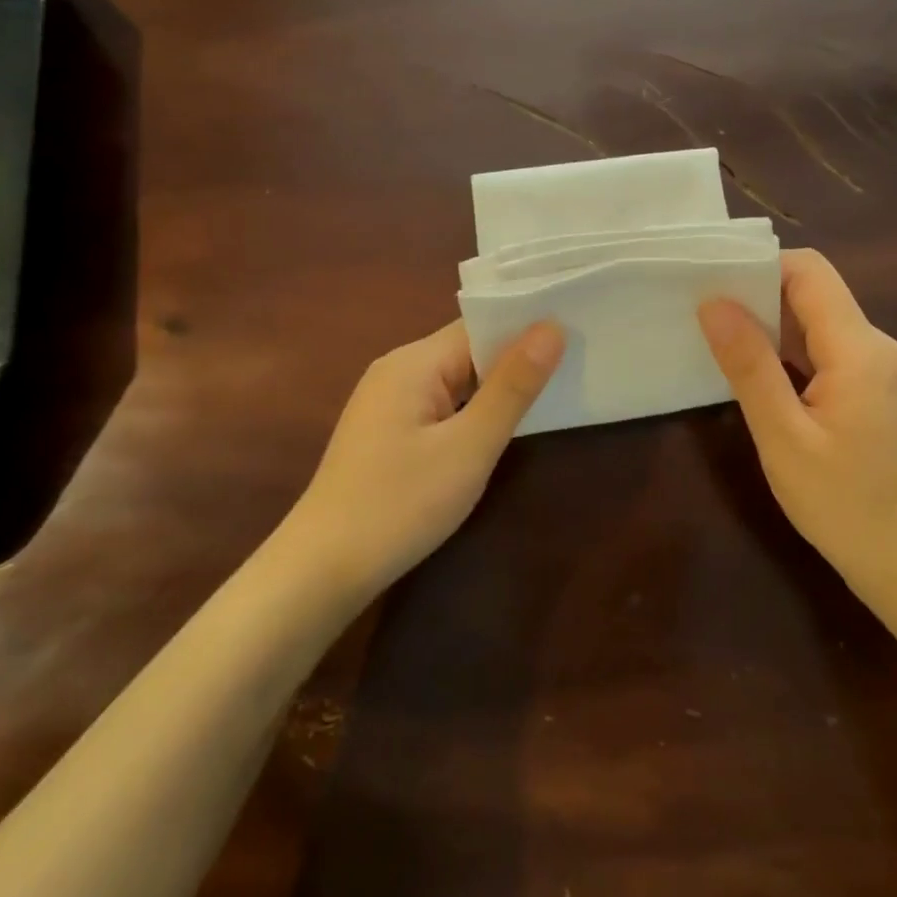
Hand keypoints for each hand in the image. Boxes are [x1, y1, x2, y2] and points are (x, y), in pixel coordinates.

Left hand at [287, 320, 563, 600]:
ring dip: (494, 388)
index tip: (575, 332)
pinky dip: (470, 410)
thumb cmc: (400, 504)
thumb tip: (552, 328)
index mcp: (413, 362)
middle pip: (467, 350)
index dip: (526, 328)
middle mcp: (396, 369)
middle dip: (515, 359)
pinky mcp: (386, 430)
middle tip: (574, 364)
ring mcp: (387, 401)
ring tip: (550, 393)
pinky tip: (497, 429)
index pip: (479, 326)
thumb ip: (512, 387)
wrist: (322, 570)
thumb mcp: (469, 447)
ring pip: (455, 379)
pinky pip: (440, 404)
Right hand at [697, 249, 896, 599]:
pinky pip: (827, 350)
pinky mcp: (874, 391)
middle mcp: (876, 345)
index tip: (710, 282)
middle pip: (813, 292)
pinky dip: (789, 351)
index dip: (758, 265)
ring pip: (818, 321)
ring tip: (718, 339)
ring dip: (771, 325)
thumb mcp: (783, 436)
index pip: (808, 271)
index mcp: (858, 348)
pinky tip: (756, 374)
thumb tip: (713, 302)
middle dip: (757, 294)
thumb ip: (749, 364)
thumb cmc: (844, 505)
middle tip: (702, 313)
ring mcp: (879, 369)